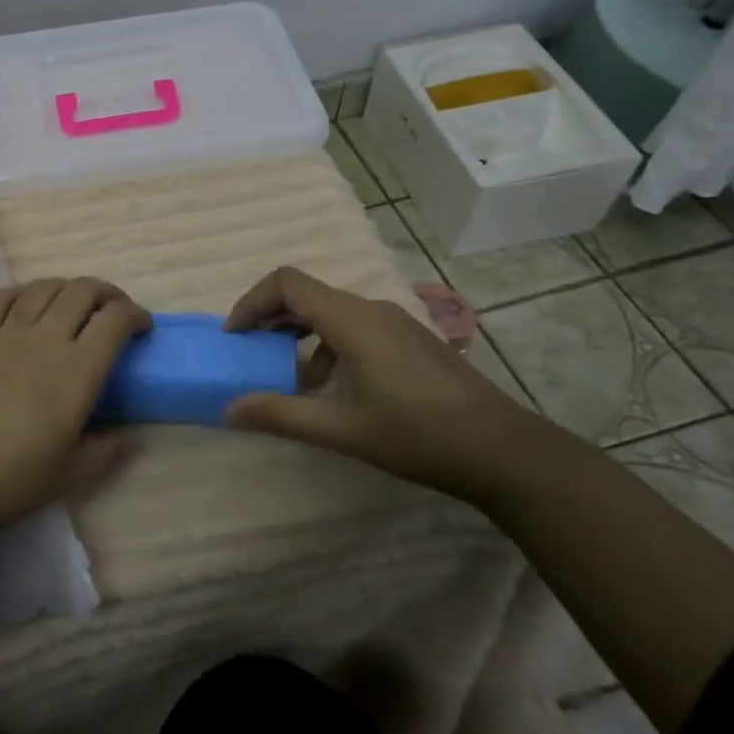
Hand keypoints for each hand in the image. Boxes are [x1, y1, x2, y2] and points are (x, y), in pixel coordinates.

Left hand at [0, 277, 151, 540]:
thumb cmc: (7, 481)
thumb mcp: (69, 476)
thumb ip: (107, 451)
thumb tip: (132, 434)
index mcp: (76, 372)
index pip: (114, 321)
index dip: (135, 315)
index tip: (142, 328)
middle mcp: (44, 340)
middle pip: (82, 292)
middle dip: (106, 293)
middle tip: (113, 311)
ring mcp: (4, 334)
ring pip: (43, 288)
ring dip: (67, 287)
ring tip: (73, 304)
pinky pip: (0, 298)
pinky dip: (22, 292)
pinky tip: (25, 303)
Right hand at [222, 266, 530, 496]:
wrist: (503, 450)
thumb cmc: (417, 435)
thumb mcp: (341, 429)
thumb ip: (281, 415)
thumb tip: (229, 409)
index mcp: (352, 320)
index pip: (287, 283)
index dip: (252, 302)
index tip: (234, 336)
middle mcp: (371, 309)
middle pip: (307, 294)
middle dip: (270, 317)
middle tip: (248, 350)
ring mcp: (395, 322)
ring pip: (331, 311)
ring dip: (299, 334)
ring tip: (287, 375)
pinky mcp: (410, 340)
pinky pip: (354, 327)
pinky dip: (327, 345)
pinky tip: (331, 387)